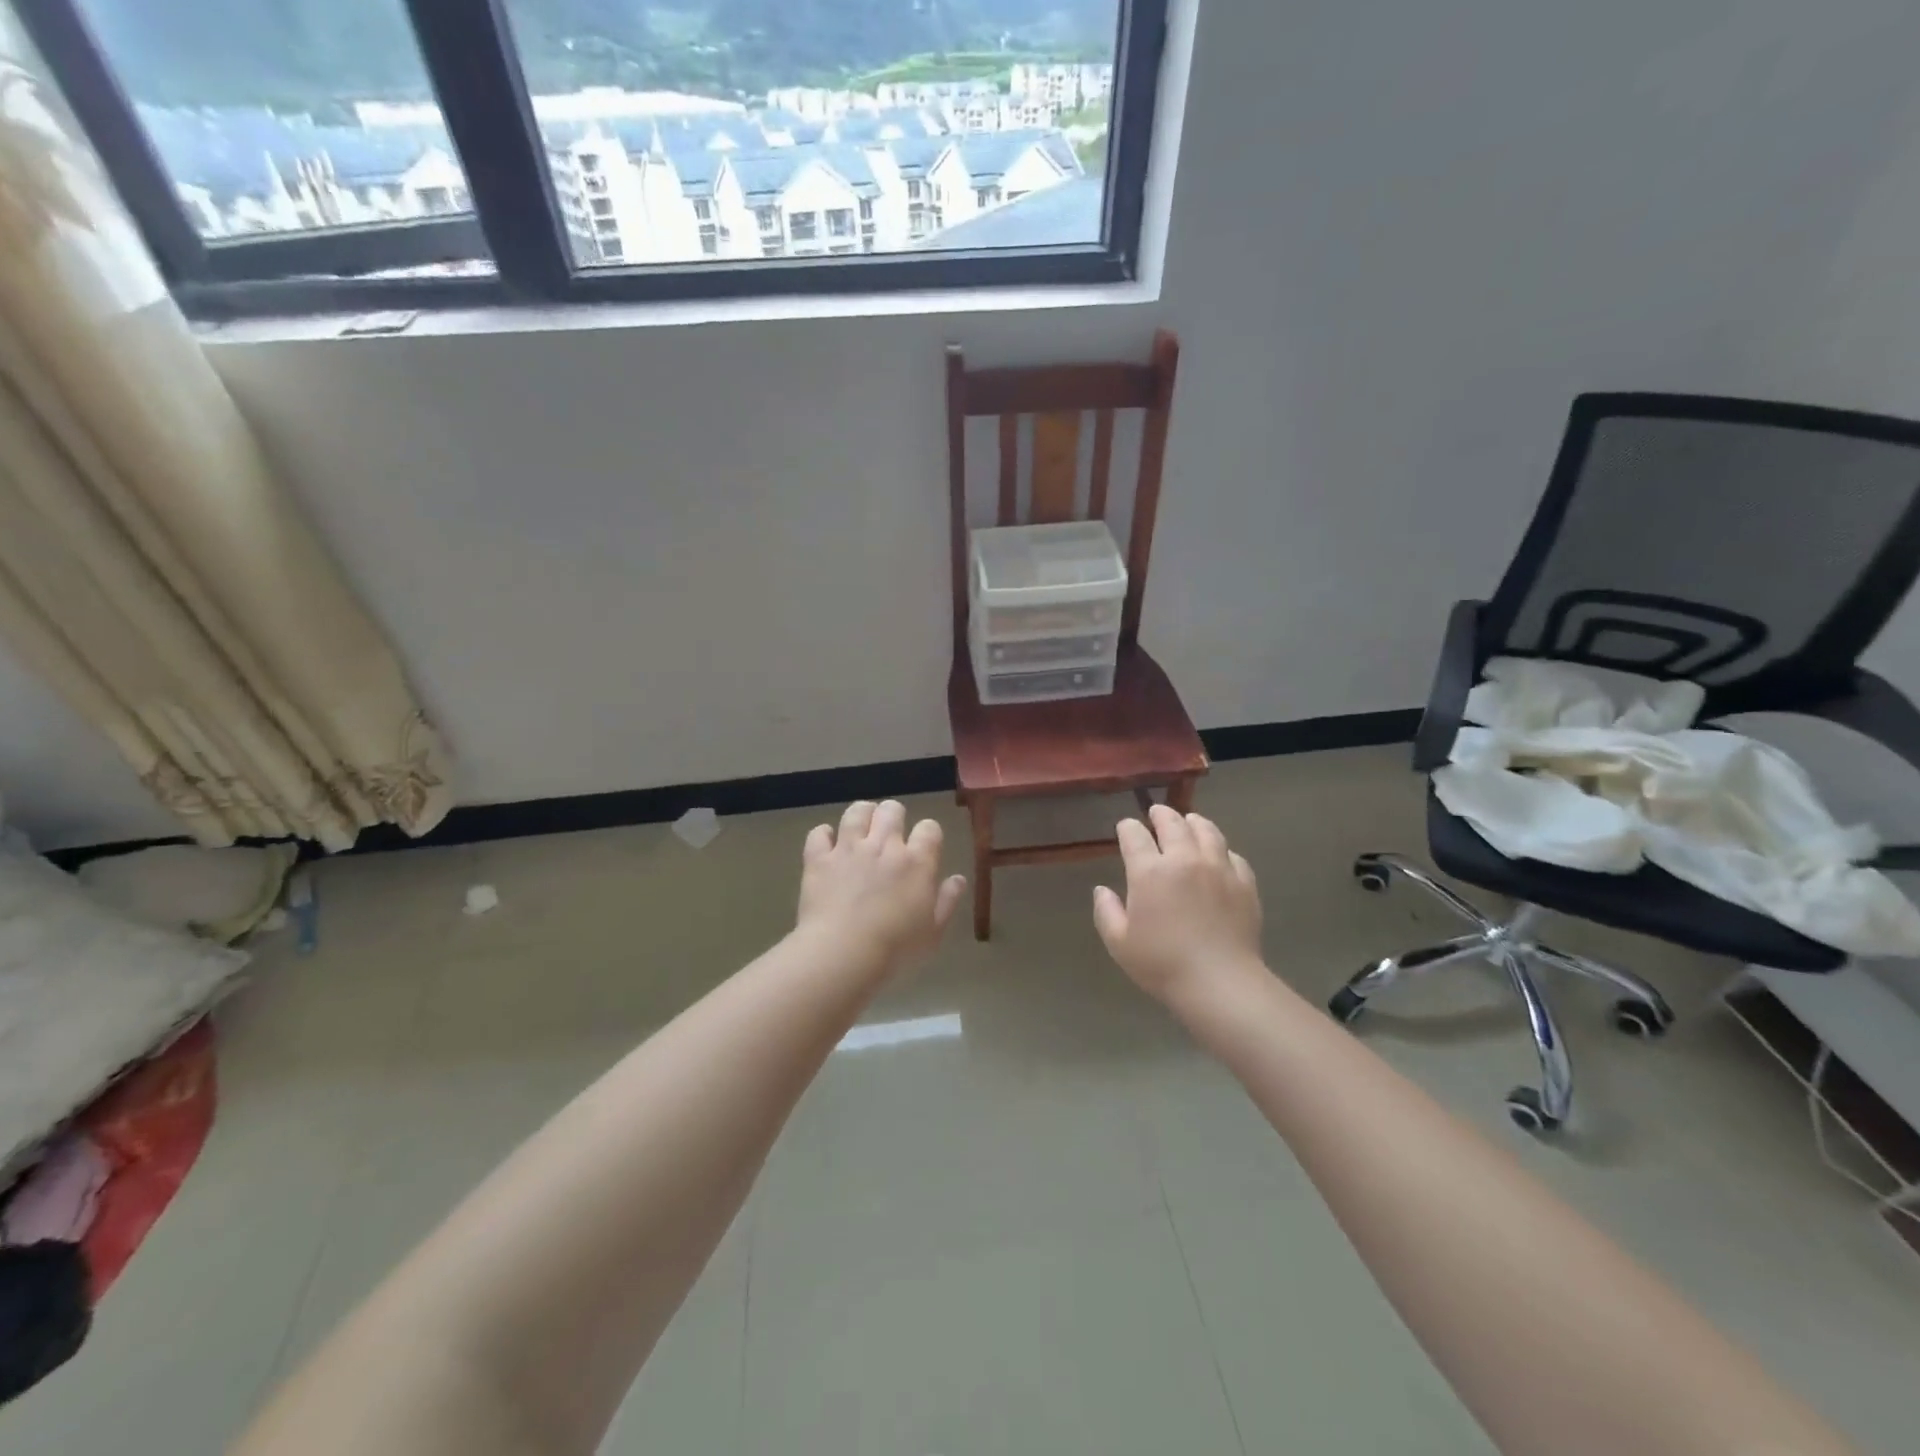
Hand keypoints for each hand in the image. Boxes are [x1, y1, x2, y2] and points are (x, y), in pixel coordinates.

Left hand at [797, 800, 965, 971]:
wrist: (843, 953)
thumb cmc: (895, 949)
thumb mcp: (932, 933)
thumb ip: (947, 902)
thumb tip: (958, 879)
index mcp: (917, 862)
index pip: (929, 828)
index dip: (928, 833)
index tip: (924, 846)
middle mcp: (884, 846)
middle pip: (892, 810)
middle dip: (893, 816)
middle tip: (890, 833)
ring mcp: (849, 849)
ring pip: (857, 812)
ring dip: (862, 815)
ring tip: (861, 827)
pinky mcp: (819, 859)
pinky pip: (819, 833)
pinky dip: (823, 835)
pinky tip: (827, 845)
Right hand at [1093, 805, 1264, 1003]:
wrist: (1221, 983)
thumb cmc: (1162, 964)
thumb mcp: (1119, 943)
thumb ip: (1106, 912)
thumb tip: (1102, 890)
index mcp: (1149, 871)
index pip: (1134, 835)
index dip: (1127, 828)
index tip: (1124, 829)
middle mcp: (1184, 859)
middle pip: (1172, 823)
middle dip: (1160, 815)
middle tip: (1156, 813)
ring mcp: (1218, 868)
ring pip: (1207, 831)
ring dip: (1194, 822)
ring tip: (1190, 821)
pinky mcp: (1244, 882)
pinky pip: (1232, 855)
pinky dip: (1221, 850)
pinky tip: (1219, 855)